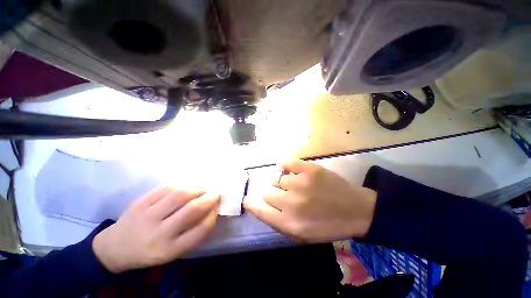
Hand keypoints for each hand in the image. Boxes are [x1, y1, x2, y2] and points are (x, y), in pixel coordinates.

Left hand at [92, 187, 218, 272]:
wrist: (114, 248)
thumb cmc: (149, 251)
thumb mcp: (172, 251)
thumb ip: (192, 233)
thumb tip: (210, 210)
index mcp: (169, 250)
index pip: (200, 230)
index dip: (213, 215)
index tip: (217, 208)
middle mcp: (158, 234)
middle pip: (191, 210)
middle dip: (209, 198)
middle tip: (215, 193)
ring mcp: (147, 216)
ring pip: (180, 195)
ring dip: (197, 189)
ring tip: (202, 189)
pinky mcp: (139, 202)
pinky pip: (166, 188)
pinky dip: (181, 185)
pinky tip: (186, 187)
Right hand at [244, 160, 375, 242]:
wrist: (357, 210)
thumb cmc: (329, 226)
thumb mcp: (302, 235)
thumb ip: (279, 222)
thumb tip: (261, 206)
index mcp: (290, 223)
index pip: (260, 210)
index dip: (251, 204)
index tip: (247, 199)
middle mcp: (292, 203)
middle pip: (267, 191)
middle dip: (272, 194)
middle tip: (283, 194)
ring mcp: (301, 183)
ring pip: (278, 178)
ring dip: (283, 183)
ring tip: (296, 185)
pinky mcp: (309, 169)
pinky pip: (286, 162)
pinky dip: (285, 165)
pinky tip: (289, 169)